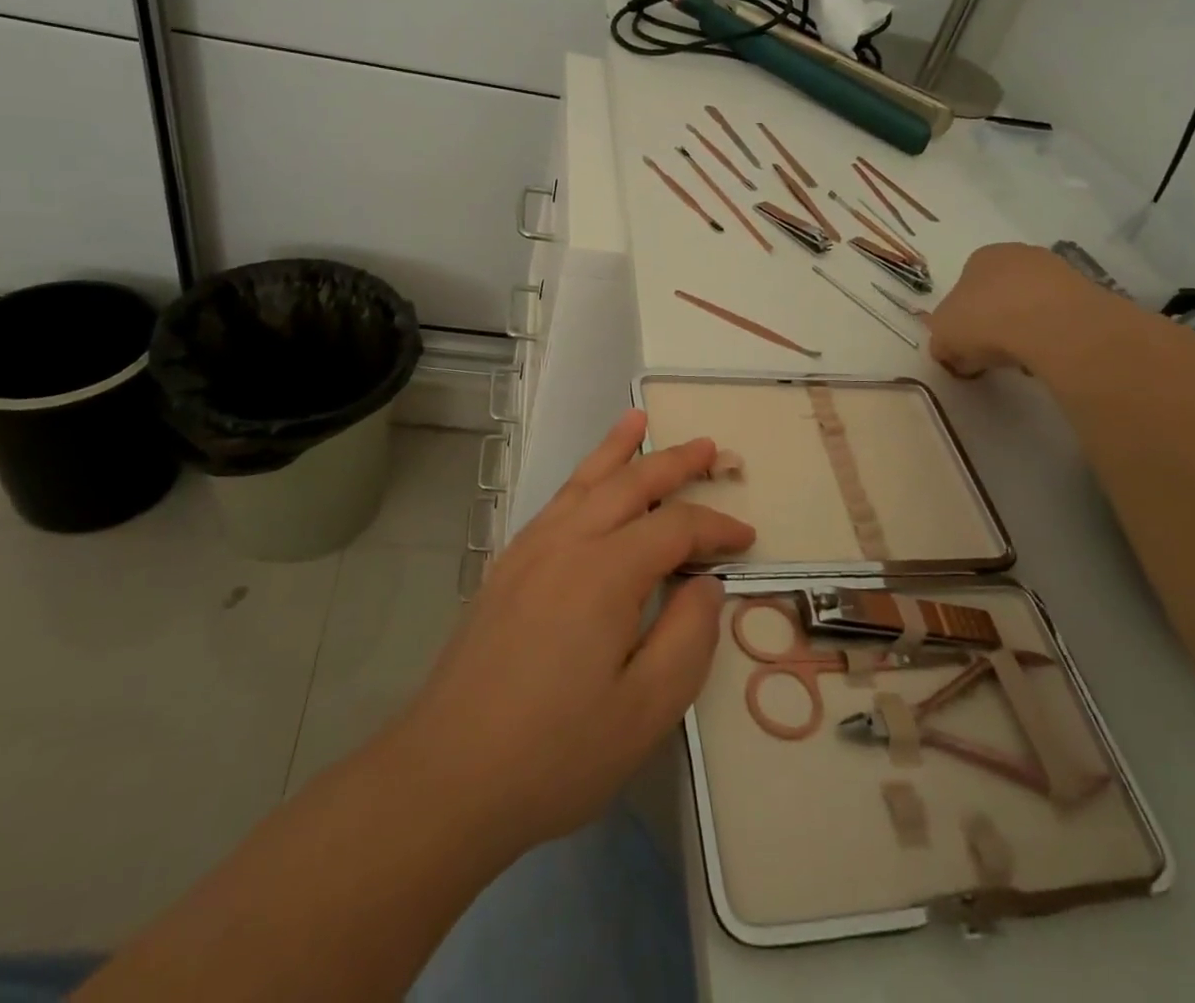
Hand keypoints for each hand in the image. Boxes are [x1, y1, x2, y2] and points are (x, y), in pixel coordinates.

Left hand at [395, 409, 752, 853]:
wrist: (447, 776)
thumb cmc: (556, 752)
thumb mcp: (646, 710)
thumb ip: (688, 637)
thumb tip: (706, 583)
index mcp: (606, 572)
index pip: (676, 528)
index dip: (716, 527)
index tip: (747, 540)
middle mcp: (567, 543)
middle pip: (629, 484)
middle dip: (673, 462)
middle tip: (709, 447)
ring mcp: (530, 551)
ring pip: (583, 481)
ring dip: (617, 449)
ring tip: (638, 419)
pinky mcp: (506, 568)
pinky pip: (555, 503)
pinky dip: (581, 478)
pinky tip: (588, 483)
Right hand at [928, 242, 1096, 377]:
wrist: (1050, 325)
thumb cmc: (984, 320)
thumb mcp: (943, 337)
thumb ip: (942, 342)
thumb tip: (948, 351)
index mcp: (980, 257)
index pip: (966, 283)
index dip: (963, 315)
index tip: (966, 342)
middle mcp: (1019, 254)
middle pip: (1001, 289)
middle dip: (996, 317)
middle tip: (992, 350)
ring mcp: (1057, 269)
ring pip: (1033, 302)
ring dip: (1027, 325)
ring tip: (1023, 356)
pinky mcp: (1088, 292)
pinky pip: (1061, 316)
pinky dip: (1054, 333)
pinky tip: (1049, 352)